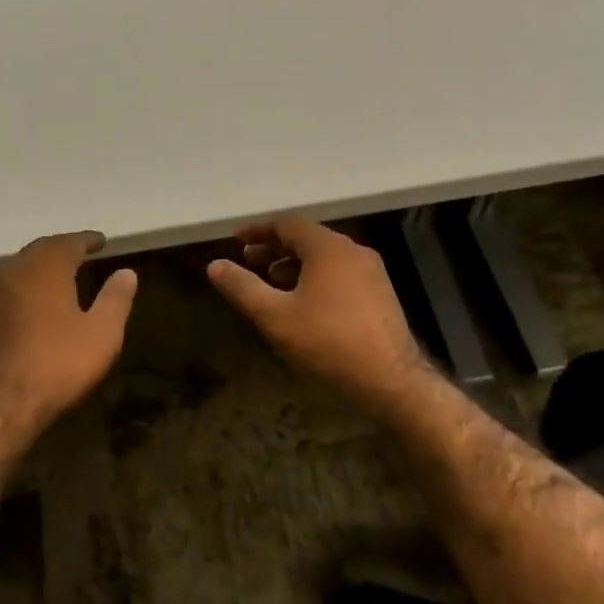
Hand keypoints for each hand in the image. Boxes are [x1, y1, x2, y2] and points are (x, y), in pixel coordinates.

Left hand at [0, 231, 137, 435]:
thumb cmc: (57, 364)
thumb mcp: (101, 333)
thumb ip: (116, 299)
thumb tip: (127, 272)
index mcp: (45, 269)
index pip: (68, 243)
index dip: (87, 240)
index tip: (101, 241)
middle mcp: (14, 272)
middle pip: (40, 250)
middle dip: (62, 249)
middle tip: (81, 252)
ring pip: (20, 268)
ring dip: (40, 266)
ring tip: (59, 274)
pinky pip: (8, 290)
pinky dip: (25, 287)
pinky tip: (34, 302)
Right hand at [208, 217, 429, 413]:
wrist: (389, 379)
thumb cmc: (327, 342)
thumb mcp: (274, 316)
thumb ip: (242, 287)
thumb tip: (215, 266)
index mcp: (328, 248)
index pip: (288, 224)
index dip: (258, 230)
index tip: (237, 241)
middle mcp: (353, 251)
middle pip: (308, 239)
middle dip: (275, 249)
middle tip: (249, 262)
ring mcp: (371, 272)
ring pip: (325, 258)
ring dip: (294, 265)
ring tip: (271, 284)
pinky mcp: (380, 294)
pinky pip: (340, 274)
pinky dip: (315, 278)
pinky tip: (303, 304)